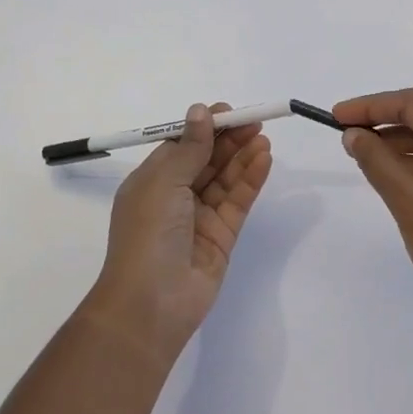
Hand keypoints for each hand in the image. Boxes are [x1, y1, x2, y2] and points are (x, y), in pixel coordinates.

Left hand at [86, 103, 272, 366]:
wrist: (151, 303)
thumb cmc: (148, 233)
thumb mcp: (164, 182)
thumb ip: (190, 147)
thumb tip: (199, 110)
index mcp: (152, 181)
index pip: (181, 146)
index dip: (204, 128)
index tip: (228, 112)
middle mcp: (175, 197)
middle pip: (207, 160)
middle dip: (229, 140)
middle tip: (255, 121)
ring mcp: (199, 217)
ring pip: (225, 179)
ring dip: (243, 157)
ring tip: (263, 137)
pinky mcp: (222, 236)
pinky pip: (238, 201)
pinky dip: (251, 180)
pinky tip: (264, 160)